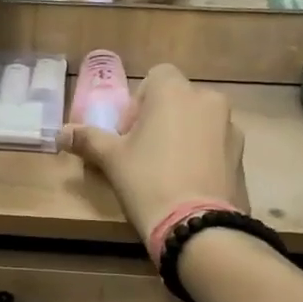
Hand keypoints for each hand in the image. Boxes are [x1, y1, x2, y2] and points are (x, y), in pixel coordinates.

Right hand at [59, 64, 247, 243]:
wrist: (197, 225)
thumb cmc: (147, 181)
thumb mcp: (111, 159)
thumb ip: (88, 139)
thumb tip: (60, 134)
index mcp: (175, 92)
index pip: (157, 76)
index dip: (139, 102)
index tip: (127, 133)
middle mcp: (208, 100)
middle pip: (178, 99)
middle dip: (161, 119)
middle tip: (142, 152)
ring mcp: (231, 128)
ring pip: (199, 122)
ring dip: (183, 136)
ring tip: (167, 171)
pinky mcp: (242, 155)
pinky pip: (215, 145)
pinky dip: (202, 155)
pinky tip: (188, 184)